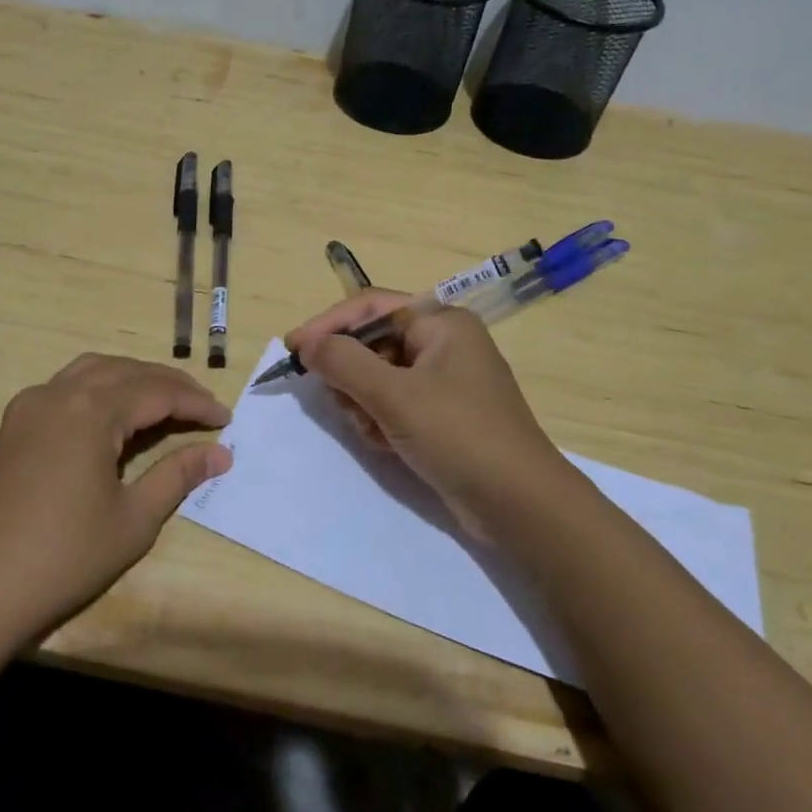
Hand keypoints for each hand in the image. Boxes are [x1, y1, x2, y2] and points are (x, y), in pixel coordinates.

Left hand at [0, 354, 232, 649]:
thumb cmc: (63, 558)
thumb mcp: (133, 520)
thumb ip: (177, 476)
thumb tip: (221, 453)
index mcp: (91, 411)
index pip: (157, 392)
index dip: (196, 403)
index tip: (227, 419)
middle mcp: (59, 394)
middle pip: (126, 371)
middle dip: (169, 384)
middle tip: (202, 407)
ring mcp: (29, 407)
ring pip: (92, 370)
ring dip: (132, 378)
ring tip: (163, 401)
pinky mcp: (12, 426)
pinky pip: (65, 387)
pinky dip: (98, 387)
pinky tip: (110, 414)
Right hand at [285, 290, 574, 537]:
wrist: (520, 505)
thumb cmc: (459, 435)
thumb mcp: (395, 395)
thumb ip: (344, 362)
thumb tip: (307, 343)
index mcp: (441, 323)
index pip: (370, 307)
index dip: (328, 325)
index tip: (292, 350)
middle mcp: (443, 344)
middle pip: (372, 343)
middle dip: (352, 375)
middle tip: (344, 403)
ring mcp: (443, 381)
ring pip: (377, 377)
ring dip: (365, 403)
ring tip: (375, 430)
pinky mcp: (440, 415)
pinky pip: (393, 404)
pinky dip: (382, 421)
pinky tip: (389, 444)